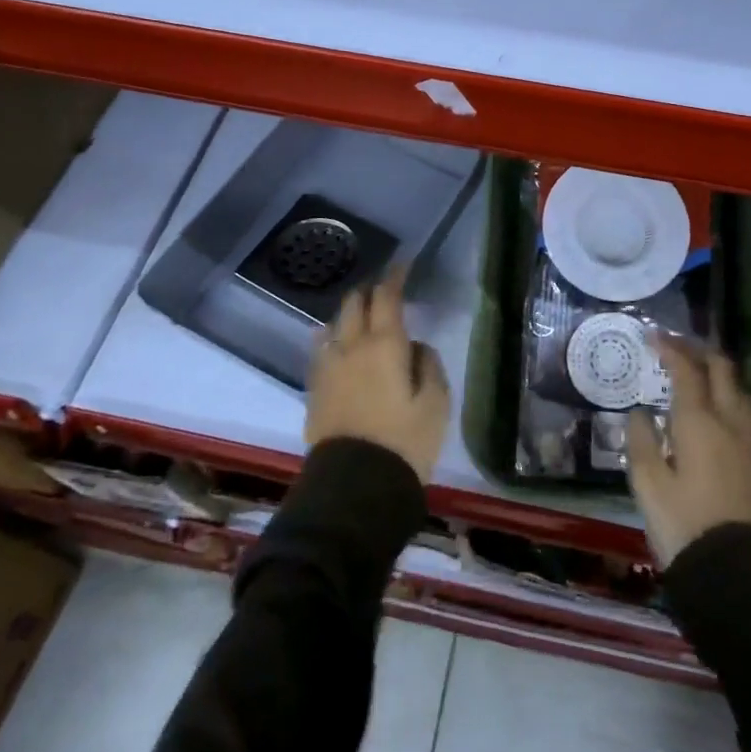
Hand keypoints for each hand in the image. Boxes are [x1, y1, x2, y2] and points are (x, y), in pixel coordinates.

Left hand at [305, 269, 450, 484]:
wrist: (356, 487)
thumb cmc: (405, 441)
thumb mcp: (436, 403)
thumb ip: (429, 364)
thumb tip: (416, 347)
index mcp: (385, 344)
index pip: (386, 296)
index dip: (394, 276)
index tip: (402, 265)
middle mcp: (351, 347)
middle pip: (353, 304)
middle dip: (368, 291)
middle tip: (383, 290)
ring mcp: (327, 368)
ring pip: (332, 326)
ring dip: (346, 316)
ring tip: (359, 319)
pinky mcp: (314, 391)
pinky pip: (321, 353)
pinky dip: (332, 341)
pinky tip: (338, 349)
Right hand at [627, 338, 750, 566]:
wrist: (727, 571)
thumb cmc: (679, 521)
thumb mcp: (646, 480)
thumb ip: (641, 439)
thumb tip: (641, 412)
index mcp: (697, 422)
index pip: (686, 371)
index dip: (670, 348)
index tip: (652, 335)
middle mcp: (728, 425)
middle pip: (722, 373)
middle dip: (701, 352)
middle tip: (679, 346)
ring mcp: (750, 450)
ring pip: (745, 399)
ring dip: (727, 381)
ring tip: (709, 379)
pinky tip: (748, 430)